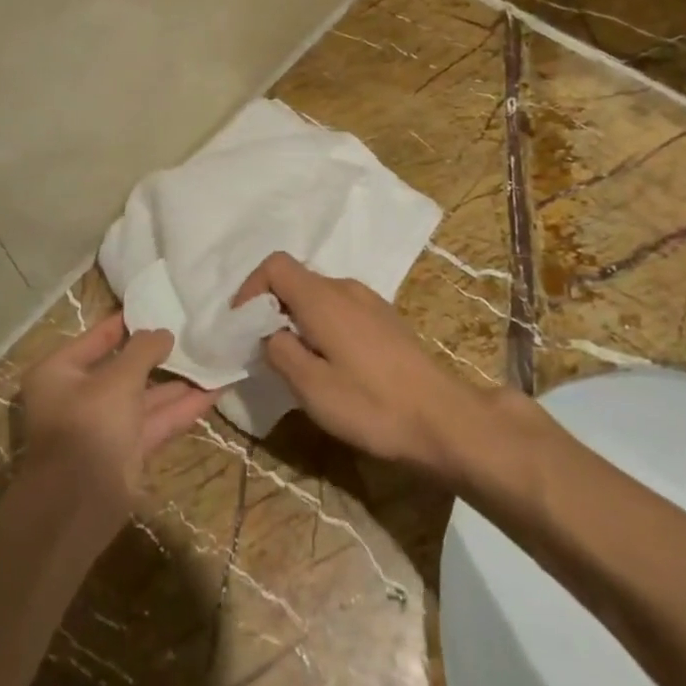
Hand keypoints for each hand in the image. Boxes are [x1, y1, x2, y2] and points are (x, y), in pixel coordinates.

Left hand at [18, 314, 217, 538]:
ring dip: (177, 382)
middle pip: (123, 368)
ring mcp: (104, 425)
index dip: (128, 323)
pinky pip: (156, 421)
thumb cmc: (90, 425)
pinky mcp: (127, 450)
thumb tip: (164, 332)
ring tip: (211, 358)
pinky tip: (214, 391)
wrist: (80, 503)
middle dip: (158, 355)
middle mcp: (79, 396)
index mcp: (61, 372)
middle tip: (191, 333)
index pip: (97, 337)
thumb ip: (143, 351)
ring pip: (144, 397)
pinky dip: (182, 408)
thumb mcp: (118, 379)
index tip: (158, 307)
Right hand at [232, 252, 486, 479]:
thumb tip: (269, 334)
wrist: (443, 419)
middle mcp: (346, 288)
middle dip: (271, 307)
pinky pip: (340, 309)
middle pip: (296, 280)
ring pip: (319, 296)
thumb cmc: (371, 404)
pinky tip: (330, 363)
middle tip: (262, 349)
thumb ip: (280, 352)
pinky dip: (321, 325)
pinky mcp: (385, 320)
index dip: (251, 289)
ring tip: (295, 360)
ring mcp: (370, 302)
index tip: (242, 326)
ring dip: (297, 318)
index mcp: (323, 298)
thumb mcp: (311, 387)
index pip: (275, 266)